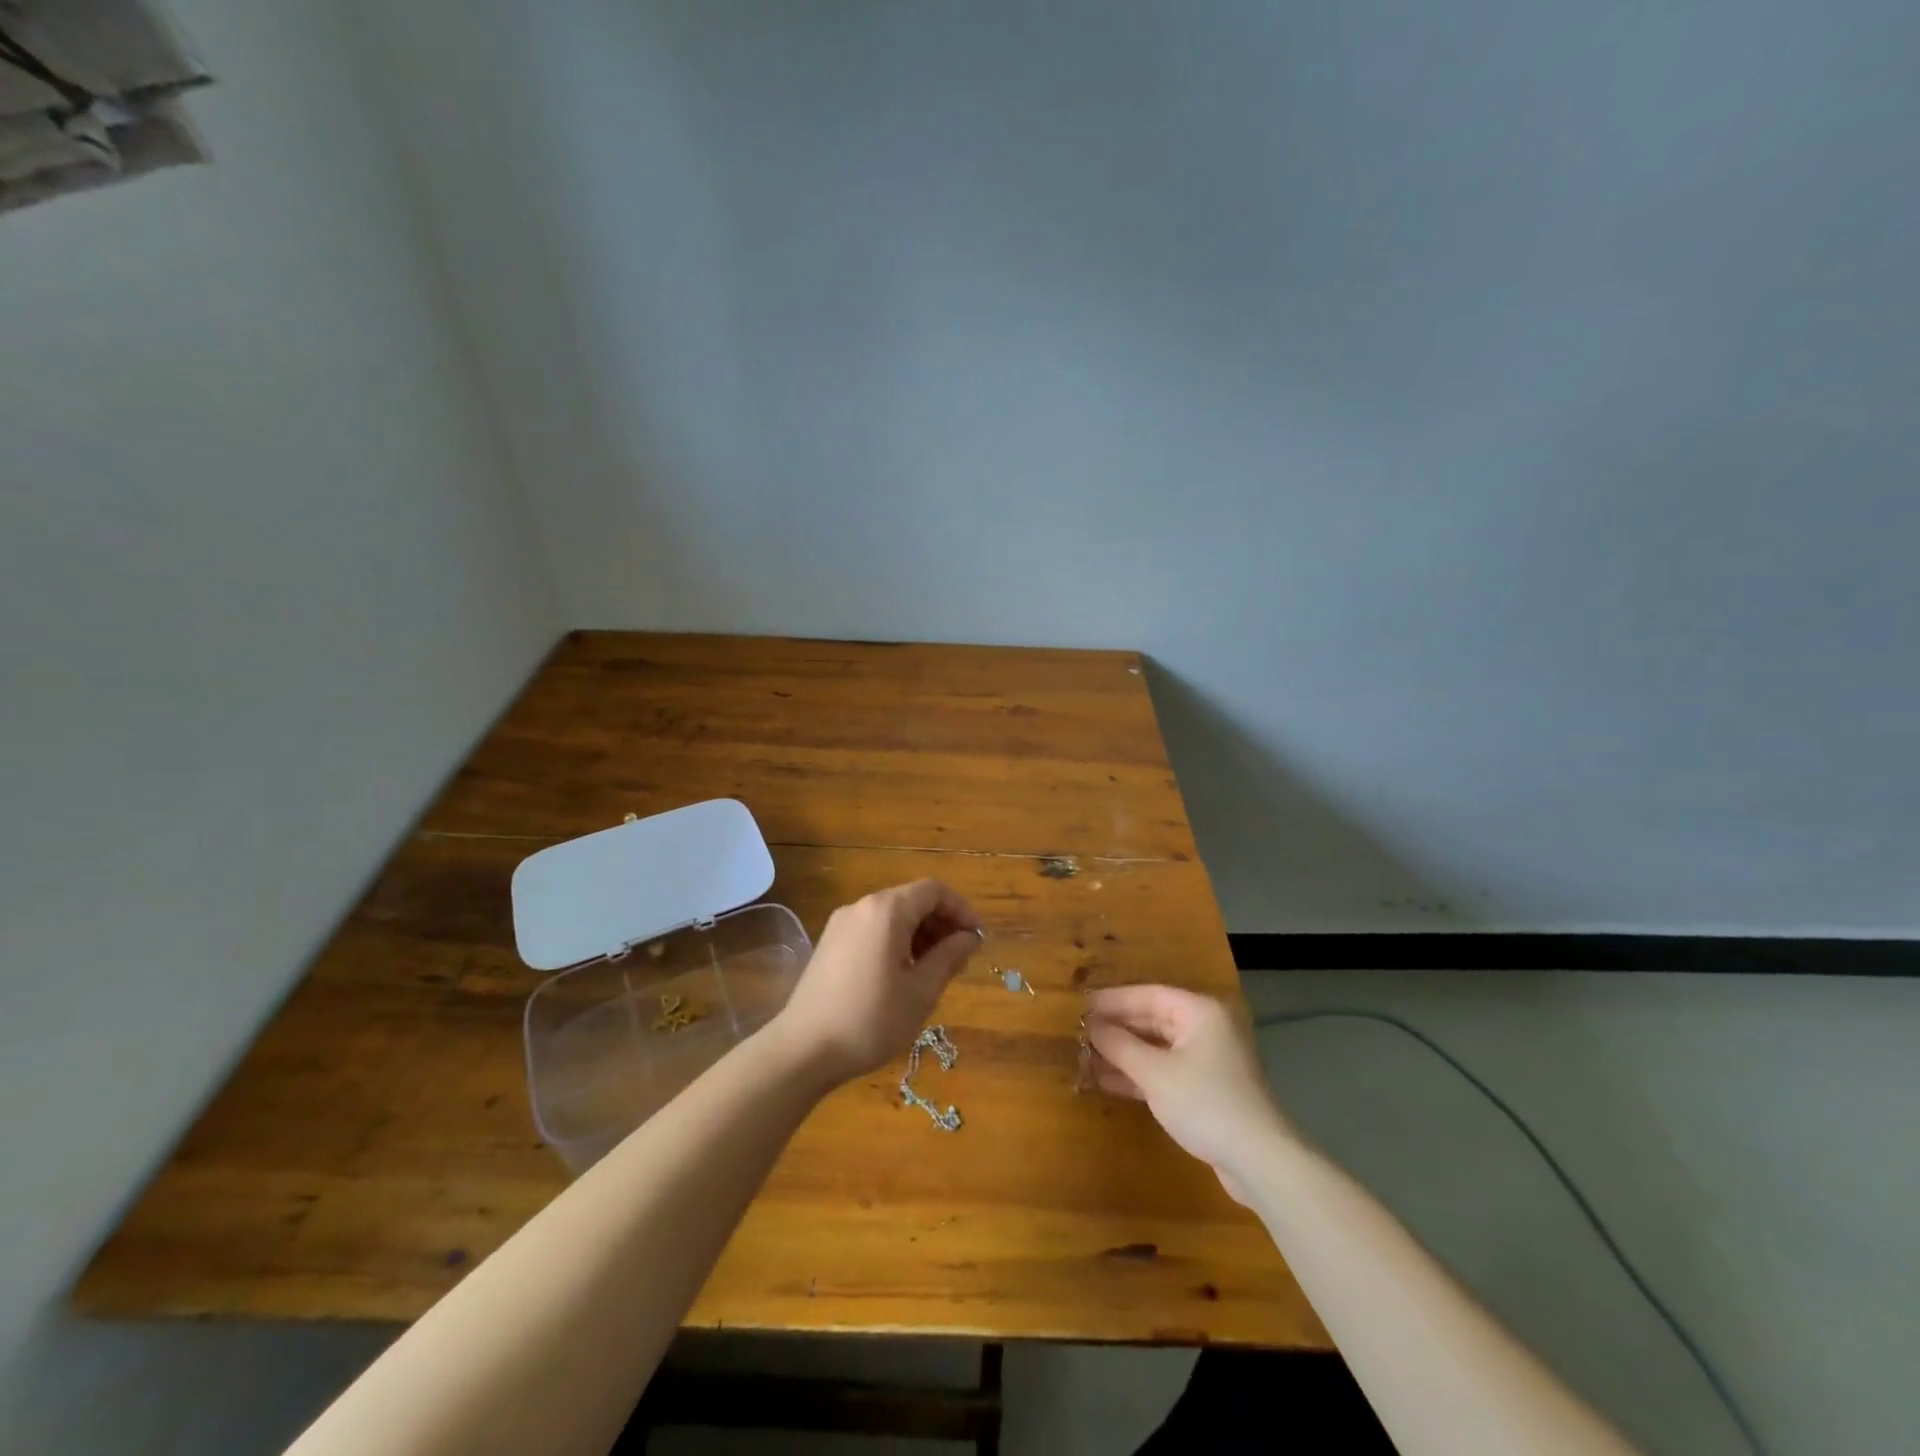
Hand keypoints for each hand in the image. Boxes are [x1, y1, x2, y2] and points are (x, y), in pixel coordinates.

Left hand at [772, 880, 982, 1086]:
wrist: (804, 1049)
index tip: (976, 939)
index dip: (961, 909)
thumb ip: (949, 956)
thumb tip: (969, 936)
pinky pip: (873, 929)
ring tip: (935, 970)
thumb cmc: (870, 1019)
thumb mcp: (921, 991)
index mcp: (887, 910)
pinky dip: (896, 941)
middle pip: (912, 900)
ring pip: (893, 916)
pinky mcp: (830, 943)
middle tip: (960, 958)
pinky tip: (903, 974)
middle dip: (942, 923)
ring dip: (920, 933)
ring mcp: (842, 923)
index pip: (934, 891)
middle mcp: (862, 906)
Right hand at [1086, 985, 1294, 1204]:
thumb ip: (1119, 1045)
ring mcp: (1208, 1060)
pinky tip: (1107, 1080)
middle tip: (1079, 1033)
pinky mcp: (1207, 1089)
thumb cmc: (1205, 1103)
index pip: (1148, 995)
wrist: (1260, 1161)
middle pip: (1153, 1020)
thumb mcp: (1154, 1073)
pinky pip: (1165, 1070)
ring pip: (1157, 1047)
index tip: (1080, 1006)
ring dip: (1124, 1053)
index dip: (1112, 1001)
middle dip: (1116, 1028)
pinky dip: (1139, 1074)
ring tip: (1085, 1057)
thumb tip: (1090, 1026)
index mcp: (1199, 1012)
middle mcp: (1206, 1029)